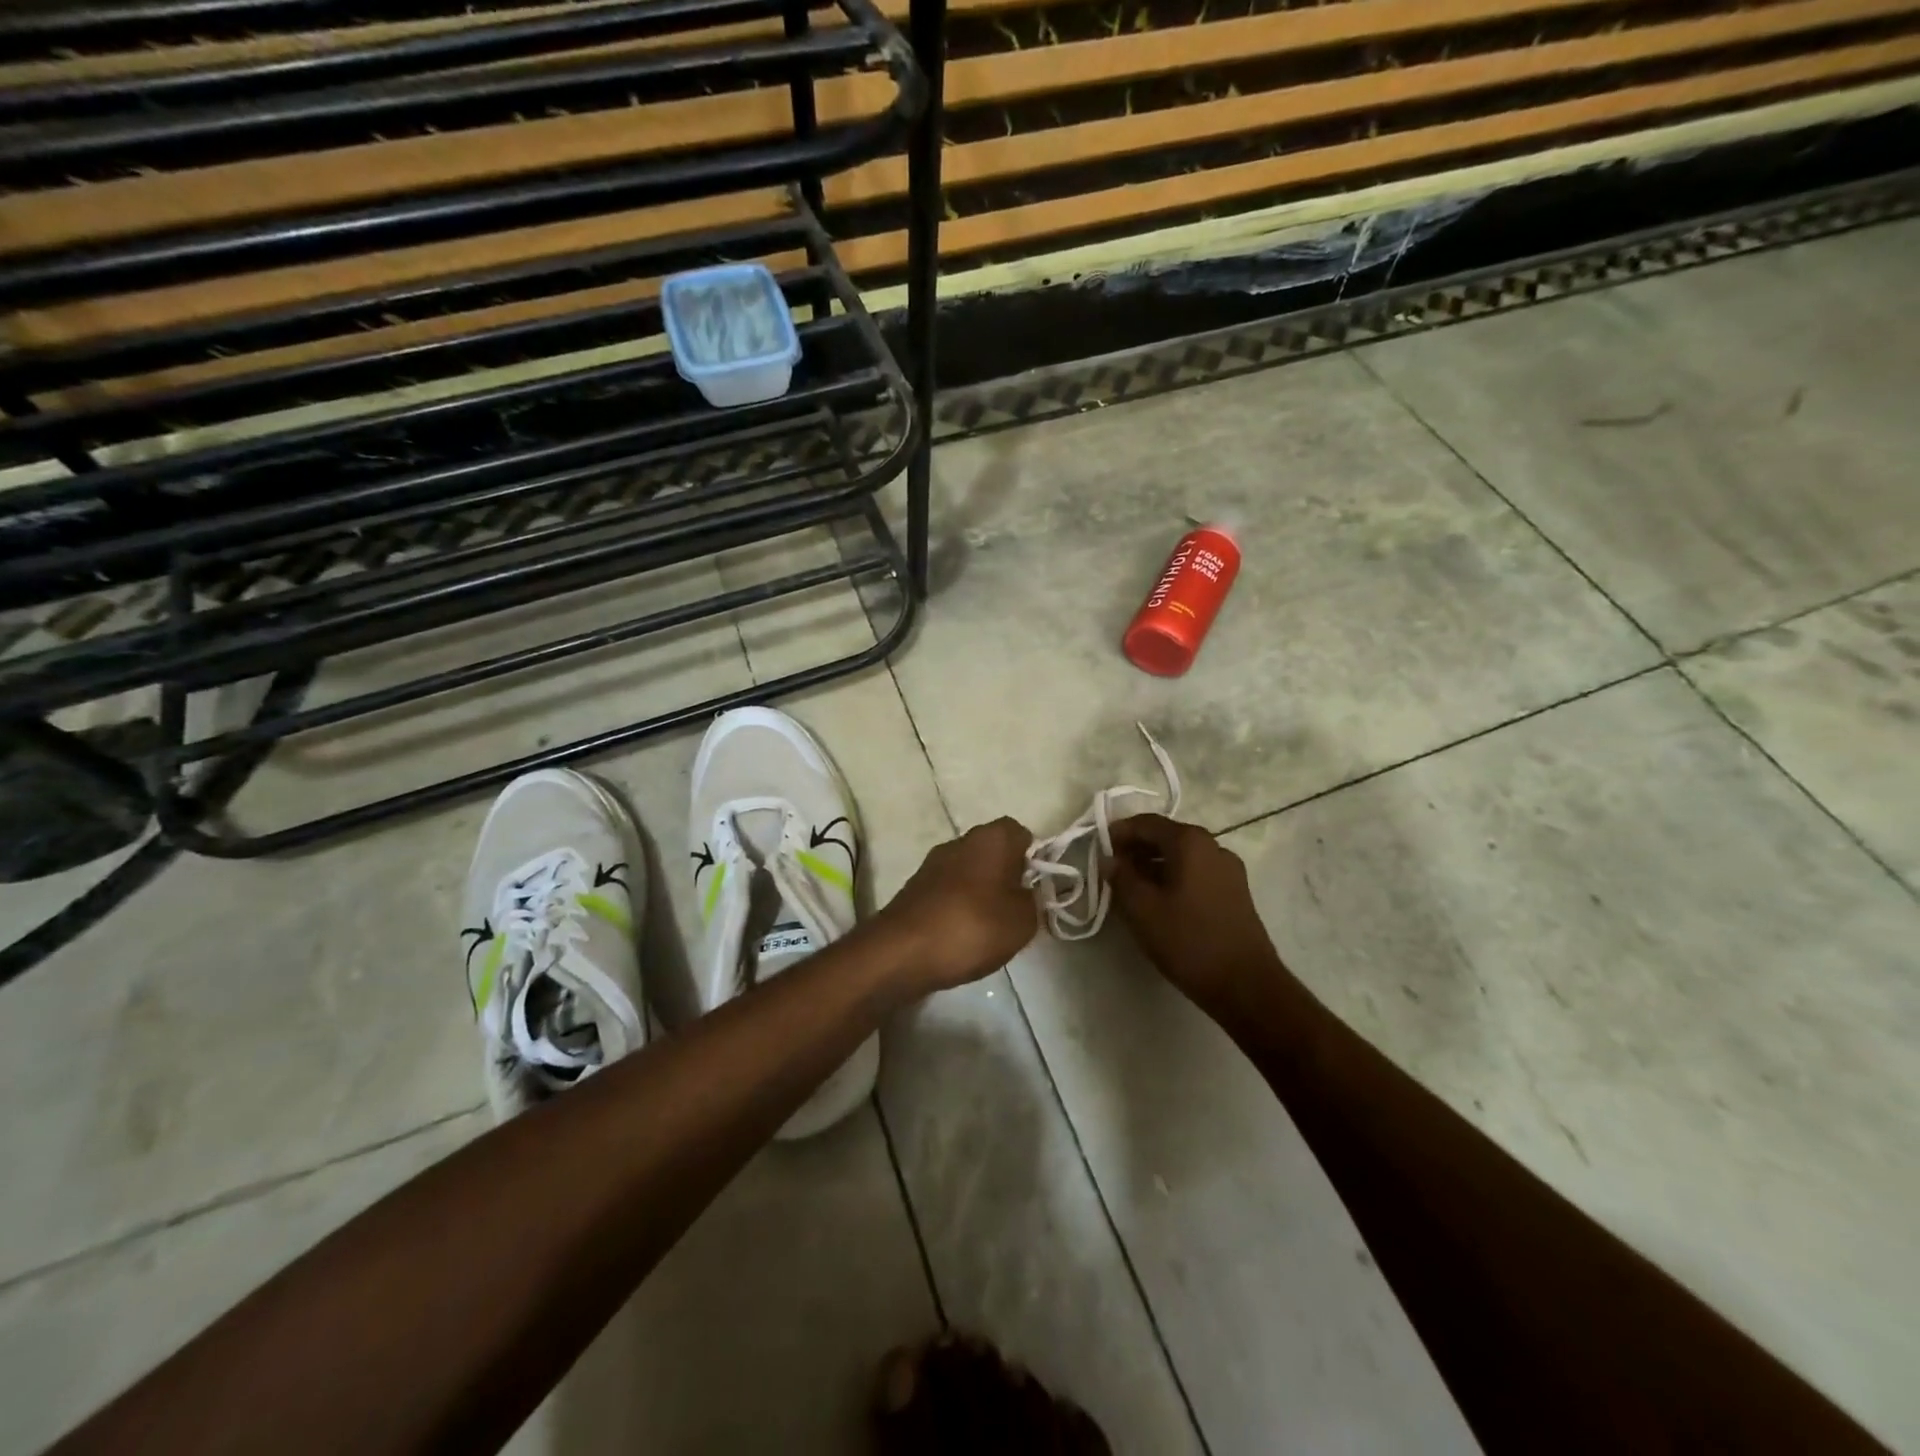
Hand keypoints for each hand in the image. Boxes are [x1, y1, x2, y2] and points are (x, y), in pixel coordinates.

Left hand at [876, 817, 1038, 993]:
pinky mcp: (916, 887)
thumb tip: (1026, 894)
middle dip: (1008, 877)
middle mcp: (961, 840)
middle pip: (994, 852)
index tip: (1037, 888)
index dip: (1034, 859)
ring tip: (991, 930)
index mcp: (991, 837)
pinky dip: (959, 907)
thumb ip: (1034, 901)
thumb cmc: (972, 926)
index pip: (1021, 834)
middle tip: (1018, 911)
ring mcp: (933, 863)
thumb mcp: (1023, 921)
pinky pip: (949, 890)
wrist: (902, 951)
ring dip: (982, 893)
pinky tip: (962, 936)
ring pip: (971, 871)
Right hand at [1106, 814, 1287, 1019]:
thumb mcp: (1142, 909)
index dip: (1119, 832)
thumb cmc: (1188, 941)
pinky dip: (1173, 877)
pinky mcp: (1235, 892)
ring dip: (1153, 865)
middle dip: (1136, 849)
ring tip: (1131, 887)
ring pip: (1182, 856)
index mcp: (1190, 842)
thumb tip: (1111, 859)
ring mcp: (1228, 869)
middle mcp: (1212, 846)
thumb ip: (1121, 877)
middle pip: (1166, 836)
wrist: (1246, 985)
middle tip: (1112, 869)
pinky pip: (1196, 872)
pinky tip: (1159, 901)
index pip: (1146, 823)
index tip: (1098, 849)